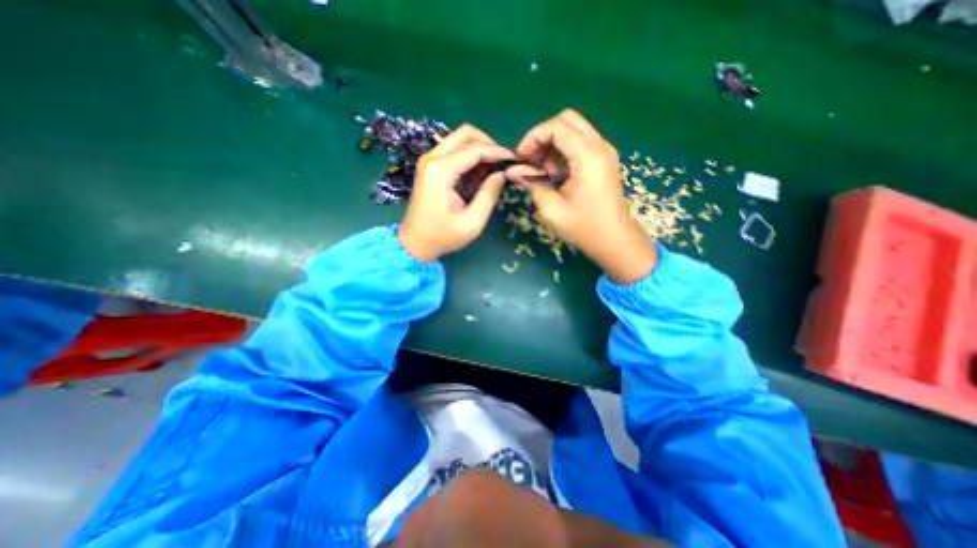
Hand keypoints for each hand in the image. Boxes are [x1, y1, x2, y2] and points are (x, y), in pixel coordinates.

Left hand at [399, 125, 513, 260]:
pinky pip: (454, 151)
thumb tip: (502, 174)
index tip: (515, 160)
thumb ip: (489, 195)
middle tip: (502, 163)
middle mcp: (432, 159)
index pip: (474, 149)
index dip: (497, 152)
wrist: (415, 243)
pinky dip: (470, 158)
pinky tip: (478, 177)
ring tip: (492, 173)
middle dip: (488, 144)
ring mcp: (429, 161)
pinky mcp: (430, 167)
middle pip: (465, 134)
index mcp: (440, 171)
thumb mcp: (472, 222)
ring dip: (479, 151)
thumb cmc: (443, 236)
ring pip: (459, 139)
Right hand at [504, 109, 655, 283]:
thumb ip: (531, 184)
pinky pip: (581, 142)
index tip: (522, 158)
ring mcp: (605, 151)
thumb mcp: (551, 209)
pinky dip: (564, 151)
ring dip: (553, 144)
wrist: (614, 240)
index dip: (534, 137)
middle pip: (567, 119)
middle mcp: (600, 146)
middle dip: (543, 136)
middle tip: (532, 160)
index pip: (557, 126)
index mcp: (588, 156)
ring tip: (543, 170)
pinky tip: (557, 173)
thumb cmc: (583, 228)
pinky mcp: (604, 160)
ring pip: (574, 129)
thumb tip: (513, 171)